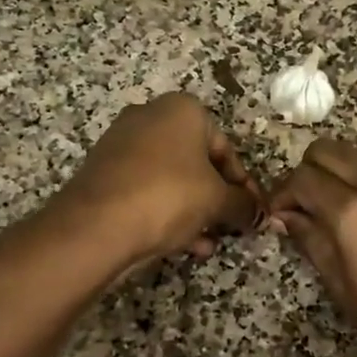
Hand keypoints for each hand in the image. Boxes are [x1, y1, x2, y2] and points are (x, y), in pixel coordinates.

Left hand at [56, 94, 262, 270]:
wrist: (96, 224)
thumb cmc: (168, 196)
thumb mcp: (216, 200)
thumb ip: (243, 205)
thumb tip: (260, 215)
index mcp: (182, 110)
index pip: (226, 148)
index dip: (243, 184)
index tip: (253, 212)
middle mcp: (150, 117)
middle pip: (197, 162)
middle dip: (216, 198)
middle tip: (230, 226)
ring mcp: (122, 144)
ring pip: (172, 179)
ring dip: (194, 210)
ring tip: (209, 242)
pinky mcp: (104, 173)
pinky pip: (147, 191)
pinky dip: (167, 212)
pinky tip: (185, 246)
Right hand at [269, 139, 356, 356]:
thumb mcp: (346, 291)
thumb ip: (312, 243)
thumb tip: (286, 217)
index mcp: (354, 212)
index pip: (302, 179)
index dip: (282, 194)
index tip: (277, 217)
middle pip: (328, 150)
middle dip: (307, 172)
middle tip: (304, 208)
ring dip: (338, 174)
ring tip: (336, 214)